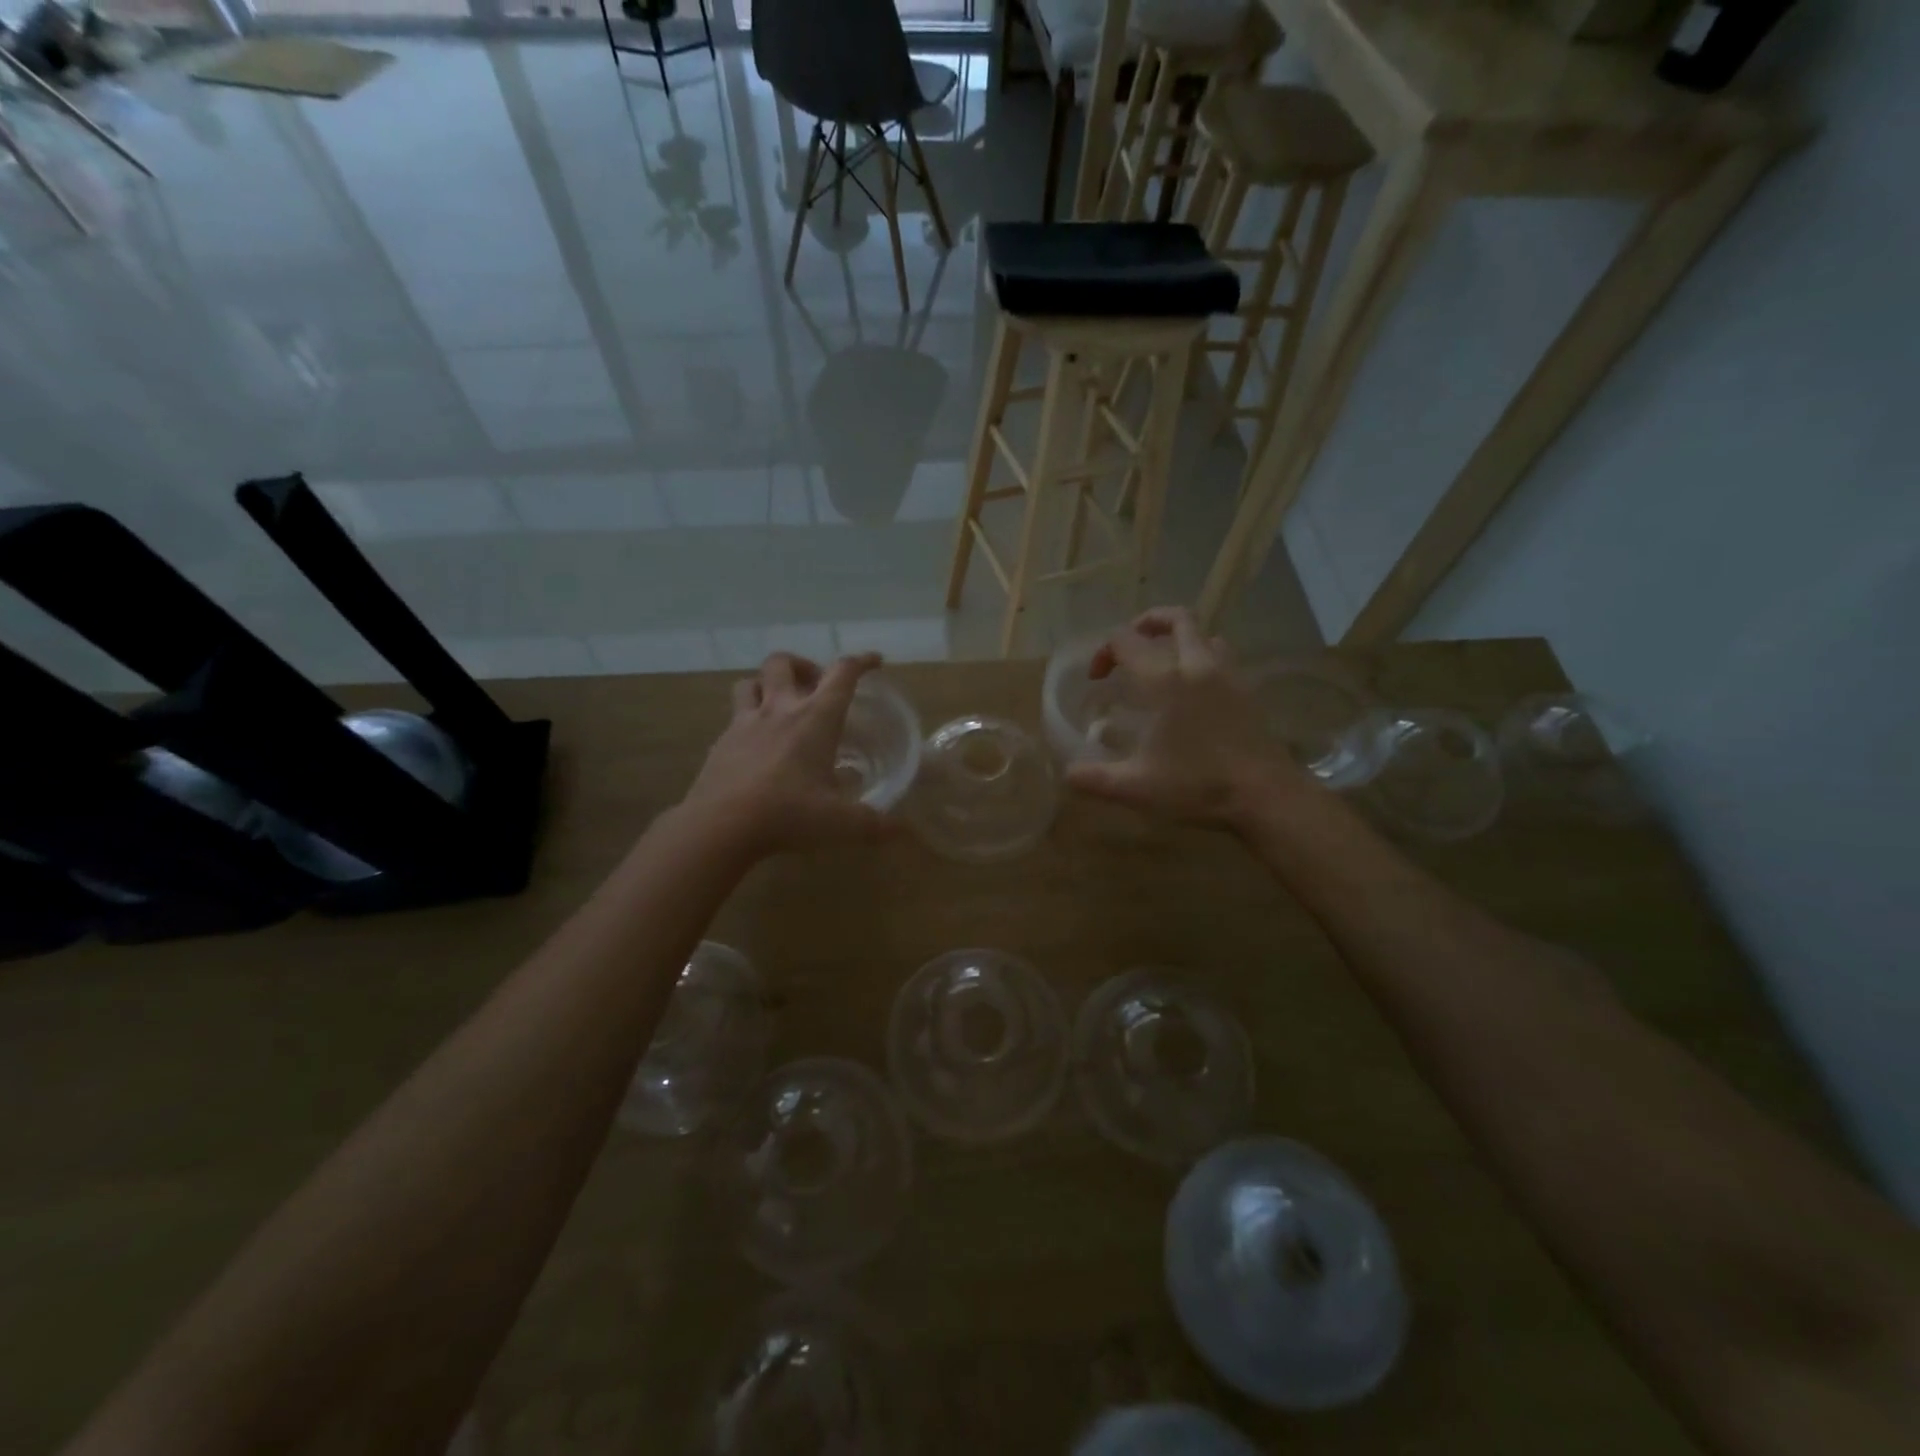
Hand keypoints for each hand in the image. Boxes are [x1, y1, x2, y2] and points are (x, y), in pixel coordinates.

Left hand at [681, 651, 894, 854]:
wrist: (719, 825)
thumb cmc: (788, 813)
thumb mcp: (841, 823)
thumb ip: (876, 825)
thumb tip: (905, 831)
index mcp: (815, 718)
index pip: (842, 673)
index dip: (862, 662)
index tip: (875, 662)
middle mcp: (779, 710)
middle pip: (784, 662)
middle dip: (803, 665)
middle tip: (815, 688)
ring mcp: (744, 723)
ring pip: (751, 682)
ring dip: (767, 685)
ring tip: (780, 705)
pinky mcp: (721, 743)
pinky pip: (733, 717)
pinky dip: (747, 720)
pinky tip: (756, 745)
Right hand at [1066, 608, 1307, 829]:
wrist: (1265, 796)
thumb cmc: (1197, 786)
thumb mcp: (1136, 788)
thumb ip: (1095, 779)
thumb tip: (1068, 775)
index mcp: (1165, 680)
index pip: (1126, 640)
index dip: (1104, 652)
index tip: (1097, 680)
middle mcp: (1197, 665)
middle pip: (1175, 618)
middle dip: (1146, 624)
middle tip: (1129, 650)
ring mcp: (1228, 674)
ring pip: (1204, 634)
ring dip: (1179, 640)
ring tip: (1163, 666)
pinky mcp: (1248, 690)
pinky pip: (1222, 657)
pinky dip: (1202, 659)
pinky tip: (1194, 692)